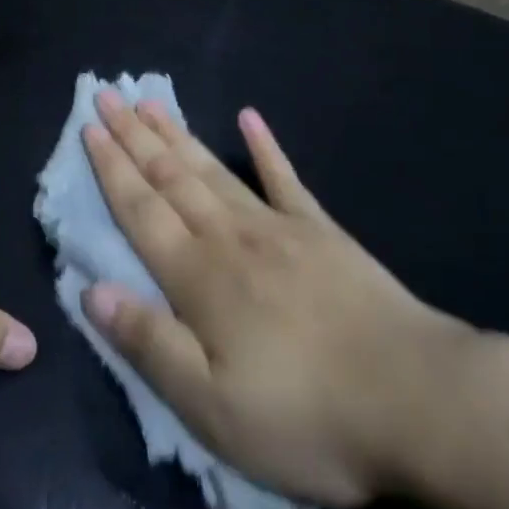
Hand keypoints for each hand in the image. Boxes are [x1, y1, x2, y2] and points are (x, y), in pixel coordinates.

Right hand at [79, 94, 473, 506]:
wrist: (419, 402)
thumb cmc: (307, 416)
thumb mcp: (212, 407)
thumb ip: (149, 344)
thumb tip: (91, 291)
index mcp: (198, 278)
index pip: (140, 210)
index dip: (111, 168)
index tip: (89, 127)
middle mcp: (229, 238)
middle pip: (170, 176)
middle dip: (134, 135)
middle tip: (108, 93)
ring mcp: (278, 228)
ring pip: (212, 170)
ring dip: (177, 134)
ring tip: (150, 102)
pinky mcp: (322, 233)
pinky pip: (285, 180)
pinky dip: (265, 147)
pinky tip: (251, 118)